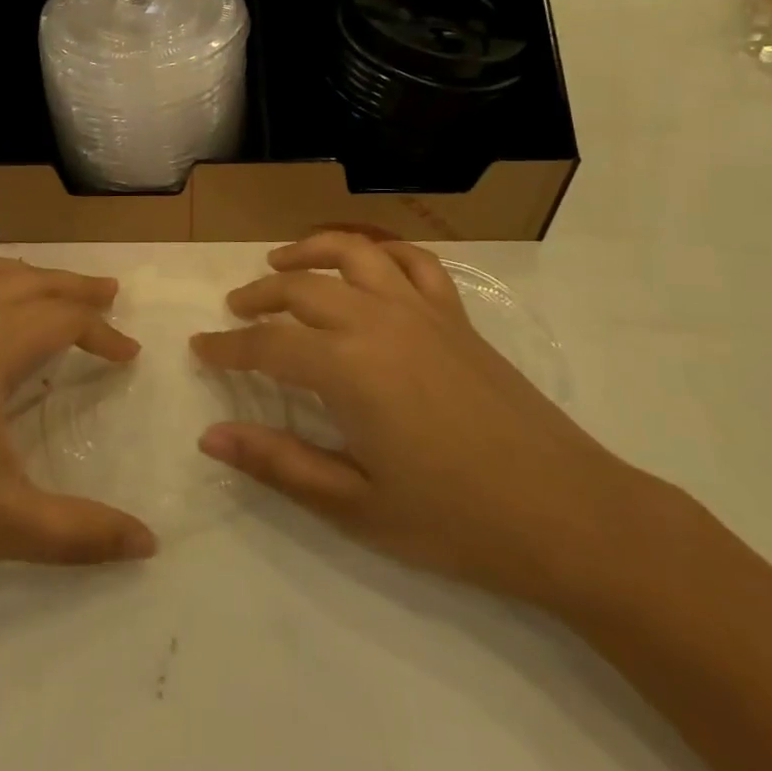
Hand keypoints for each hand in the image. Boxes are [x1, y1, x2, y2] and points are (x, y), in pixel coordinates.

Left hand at [0, 257, 157, 595]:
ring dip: (23, 276)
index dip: (103, 334)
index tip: (129, 356)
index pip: (65, 320)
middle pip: (30, 282)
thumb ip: (80, 533)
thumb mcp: (2, 523)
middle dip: (73, 287)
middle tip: (108, 294)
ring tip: (47, 288)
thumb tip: (149, 546)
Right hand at [192, 232, 642, 605]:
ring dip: (310, 251)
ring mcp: (422, 311)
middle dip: (259, 296)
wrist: (570, 516)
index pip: (268, 345)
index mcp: (348, 368)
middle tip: (235, 311)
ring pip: (354, 253)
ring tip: (281, 263)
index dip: (228, 347)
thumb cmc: (455, 519)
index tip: (200, 349)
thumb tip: (209, 437)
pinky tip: (365, 266)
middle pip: (302, 288)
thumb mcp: (355, 503)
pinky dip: (381, 253)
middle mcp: (378, 321)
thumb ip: (278, 463)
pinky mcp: (456, 316)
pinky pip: (414, 263)